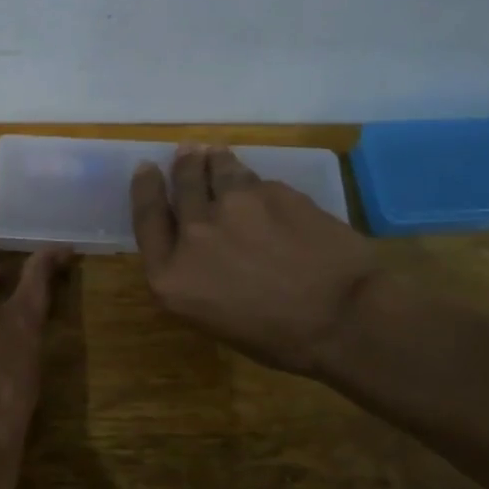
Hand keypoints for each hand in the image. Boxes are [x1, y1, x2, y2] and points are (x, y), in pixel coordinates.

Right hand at [129, 145, 379, 376]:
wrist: (343, 319)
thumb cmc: (277, 337)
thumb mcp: (212, 317)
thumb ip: (192, 275)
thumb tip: (198, 246)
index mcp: (172, 275)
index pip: (146, 217)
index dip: (145, 188)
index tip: (146, 168)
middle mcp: (194, 233)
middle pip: (182, 185)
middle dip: (183, 165)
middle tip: (186, 152)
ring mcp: (234, 206)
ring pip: (217, 170)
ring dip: (214, 160)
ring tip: (215, 153)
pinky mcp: (271, 191)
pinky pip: (256, 180)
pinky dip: (253, 181)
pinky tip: (260, 187)